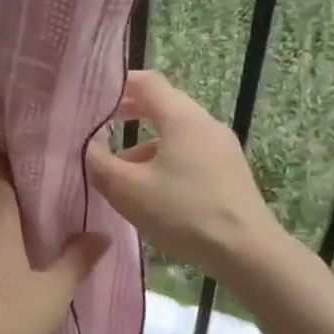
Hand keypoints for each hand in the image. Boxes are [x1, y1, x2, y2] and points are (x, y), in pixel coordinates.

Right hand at [86, 70, 279, 275]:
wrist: (246, 252)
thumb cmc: (182, 212)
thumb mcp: (127, 189)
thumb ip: (98, 162)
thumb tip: (87, 143)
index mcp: (182, 118)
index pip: (148, 82)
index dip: (119, 83)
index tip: (94, 95)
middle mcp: (205, 124)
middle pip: (164, 106)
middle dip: (130, 113)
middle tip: (101, 125)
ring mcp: (222, 148)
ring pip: (176, 134)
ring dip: (145, 144)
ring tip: (120, 171)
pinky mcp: (229, 172)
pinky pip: (190, 154)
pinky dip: (165, 160)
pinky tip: (152, 191)